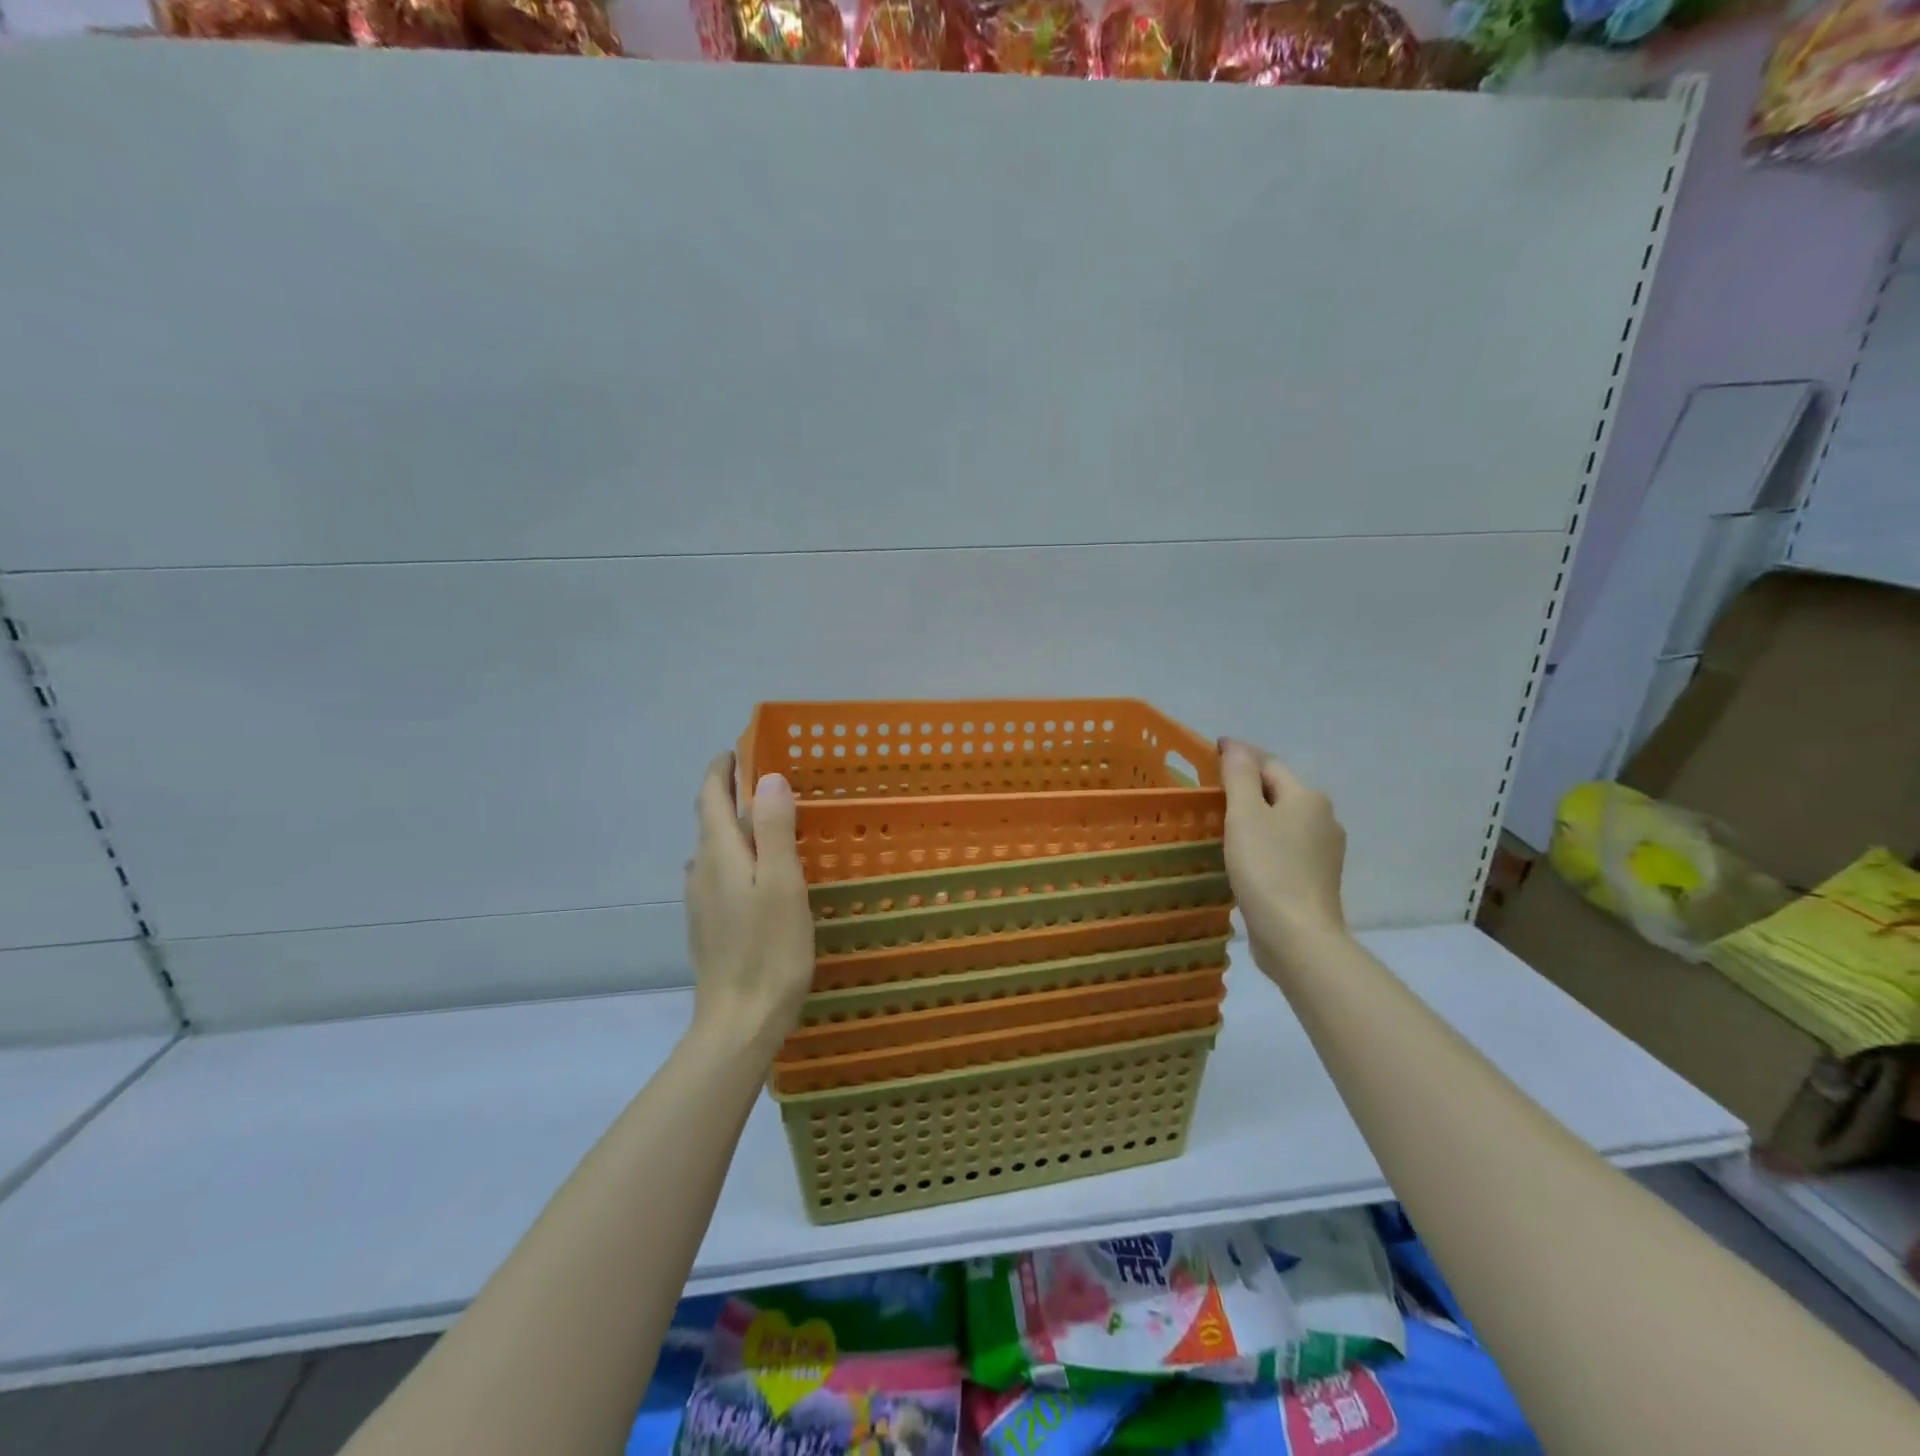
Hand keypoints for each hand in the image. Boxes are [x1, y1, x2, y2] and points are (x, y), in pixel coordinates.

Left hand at [684, 754, 814, 1058]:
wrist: (740, 1020)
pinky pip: (718, 875)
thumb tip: (767, 777)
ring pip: (714, 850)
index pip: (710, 798)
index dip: (721, 771)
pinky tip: (755, 874)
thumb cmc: (769, 948)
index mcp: (720, 855)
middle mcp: (702, 872)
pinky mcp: (708, 925)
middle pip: (710, 821)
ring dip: (733, 827)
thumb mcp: (782, 883)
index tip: (738, 750)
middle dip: (729, 794)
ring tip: (767, 823)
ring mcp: (701, 902)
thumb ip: (774, 828)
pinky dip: (736, 857)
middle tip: (765, 781)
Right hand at [1219, 739, 1349, 976]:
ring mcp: (1324, 852)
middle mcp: (1323, 819)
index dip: (1239, 756)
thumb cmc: (1267, 868)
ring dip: (1256, 818)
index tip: (1210, 754)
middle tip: (1211, 792)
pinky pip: (1285, 848)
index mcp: (1308, 797)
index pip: (1269, 764)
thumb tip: (1236, 746)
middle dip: (1248, 787)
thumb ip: (1239, 777)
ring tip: (1222, 825)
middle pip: (1279, 792)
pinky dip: (1264, 844)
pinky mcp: (1316, 879)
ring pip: (1283, 822)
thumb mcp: (1245, 815)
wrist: (1297, 935)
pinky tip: (1244, 857)